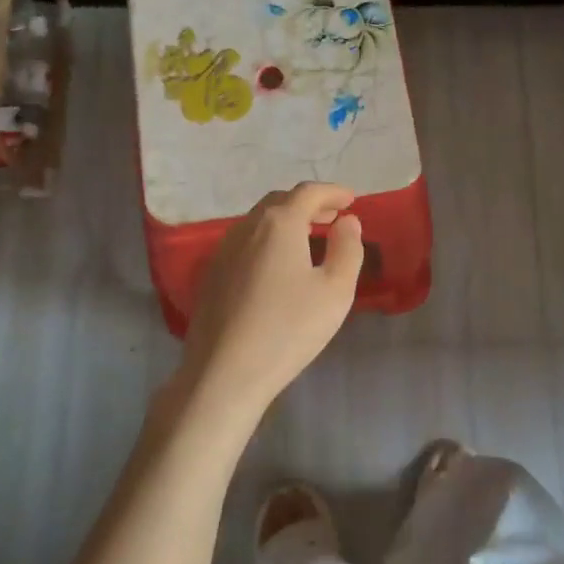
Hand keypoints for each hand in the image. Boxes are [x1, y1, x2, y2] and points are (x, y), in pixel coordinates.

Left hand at [174, 183, 364, 422]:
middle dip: (309, 204)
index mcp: (279, 224)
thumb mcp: (335, 290)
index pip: (309, 193)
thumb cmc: (289, 328)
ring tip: (309, 236)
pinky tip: (278, 264)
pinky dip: (268, 239)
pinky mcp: (212, 274)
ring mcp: (224, 250)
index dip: (333, 192)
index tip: (351, 199)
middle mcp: (247, 227)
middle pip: (280, 201)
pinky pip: (245, 242)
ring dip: (286, 221)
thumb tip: (347, 222)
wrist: (224, 372)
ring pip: (259, 221)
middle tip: (332, 216)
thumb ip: (347, 249)